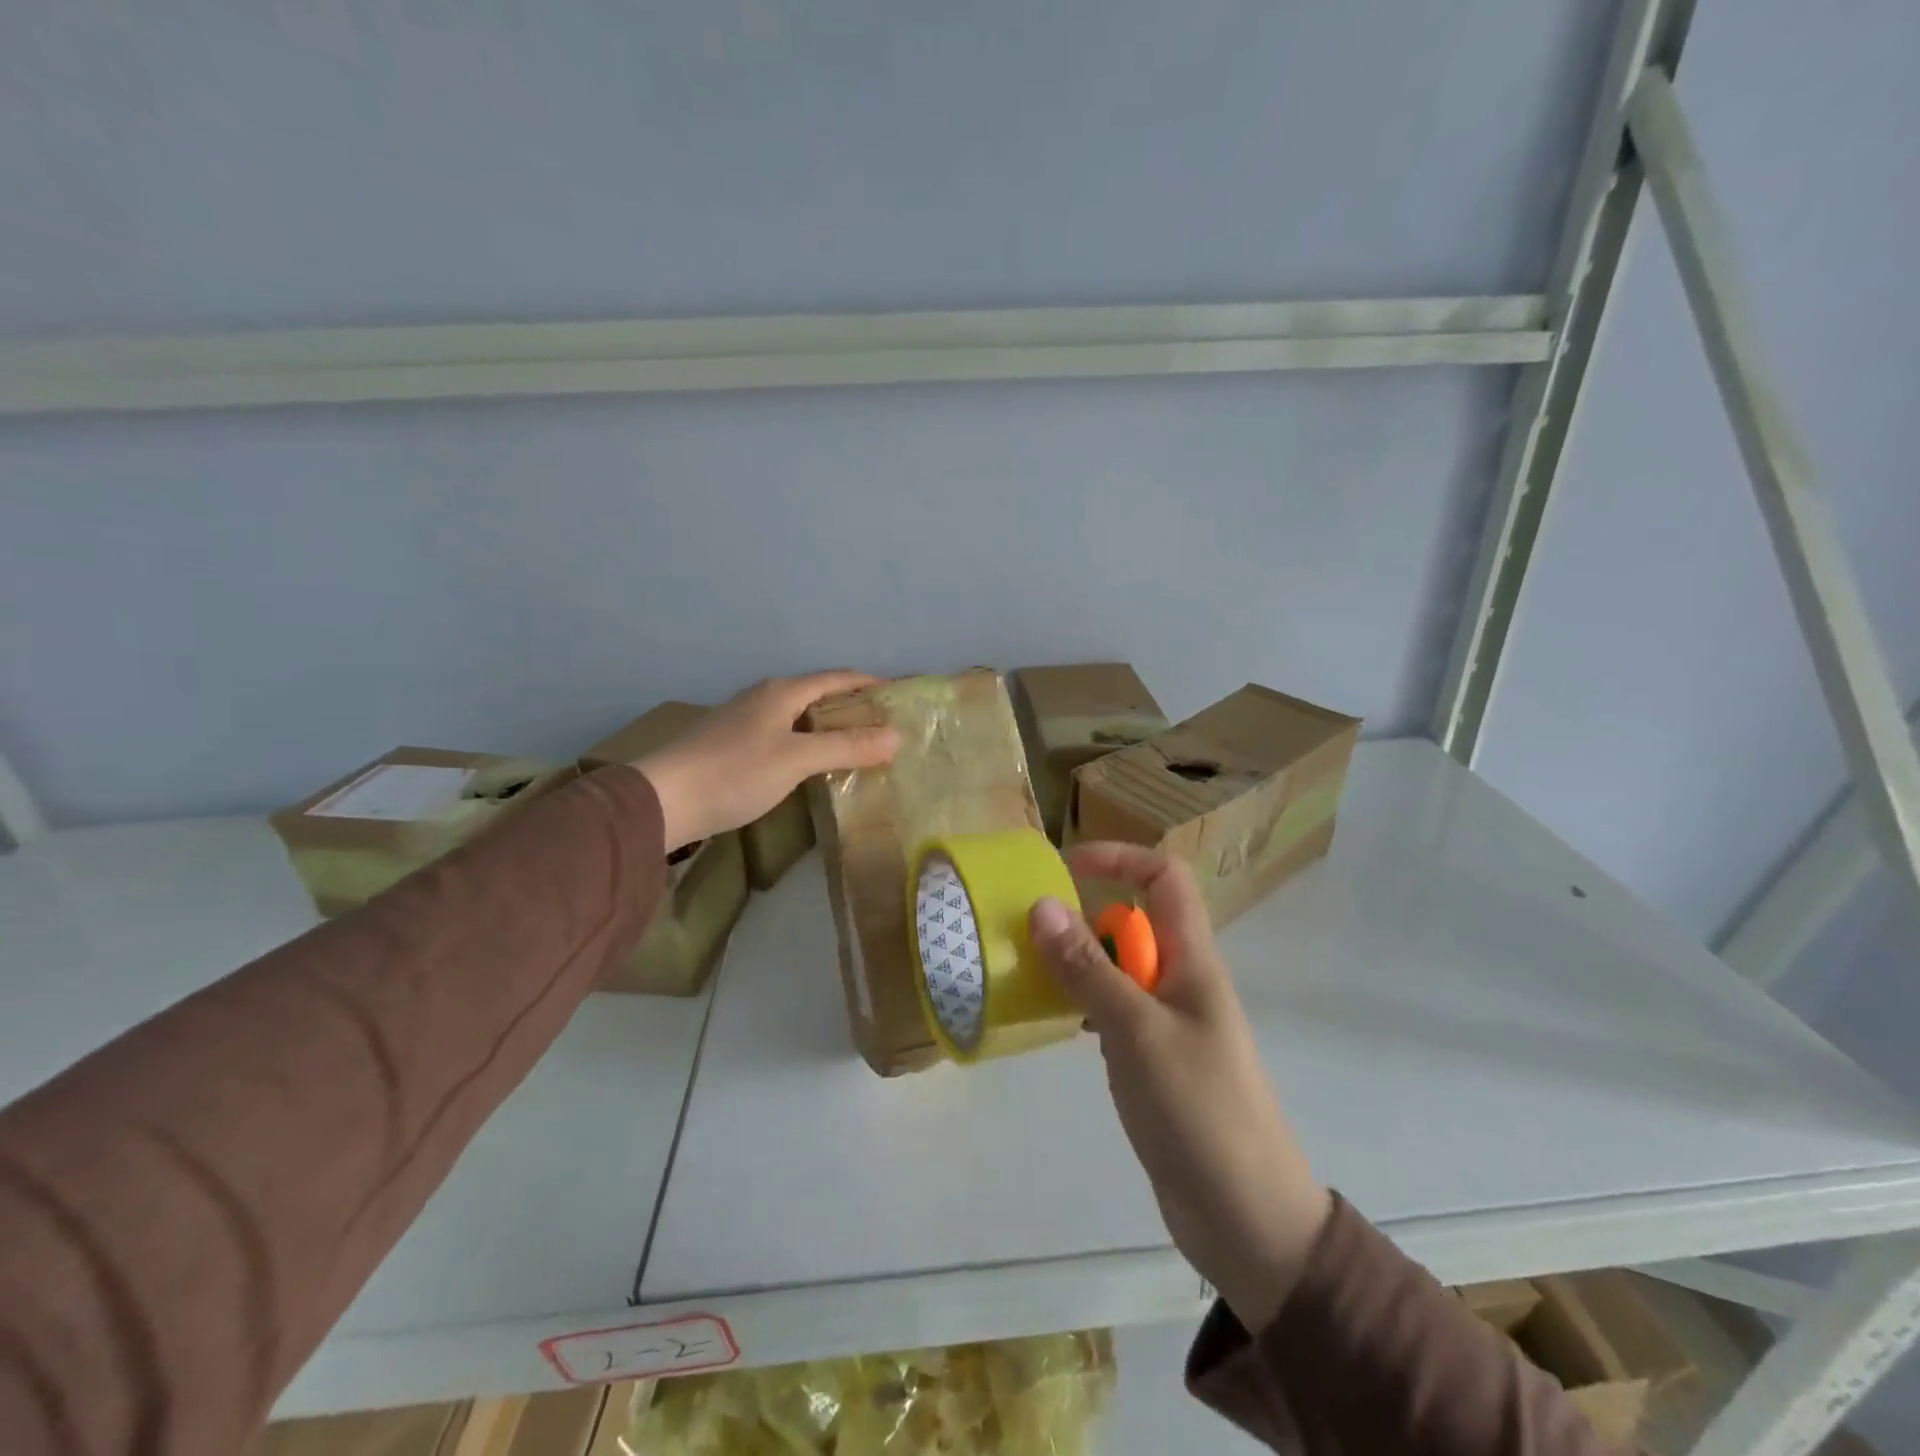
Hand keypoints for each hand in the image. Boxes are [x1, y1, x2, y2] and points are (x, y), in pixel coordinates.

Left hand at [634, 672, 899, 850]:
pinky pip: (784, 735)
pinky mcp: (732, 745)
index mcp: (782, 692)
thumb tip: (896, 736)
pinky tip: (813, 766)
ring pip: (799, 717)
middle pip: (819, 695)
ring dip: (830, 727)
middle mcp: (764, 697)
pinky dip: (808, 744)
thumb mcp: (797, 759)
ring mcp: (745, 721)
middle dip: (853, 707)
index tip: (900, 695)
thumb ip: (847, 746)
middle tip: (885, 728)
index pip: (838, 678)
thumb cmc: (735, 772)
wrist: (662, 800)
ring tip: (858, 748)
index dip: (870, 683)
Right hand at [1029, 843, 1331, 1331]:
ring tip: (1029, 980)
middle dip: (1082, 920)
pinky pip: (1113, 1012)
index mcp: (1193, 960)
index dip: (1119, 859)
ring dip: (1077, 965)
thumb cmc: (1199, 1111)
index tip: (1065, 870)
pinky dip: (1083, 1007)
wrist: (1248, 1220)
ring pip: (1118, 969)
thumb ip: (1088, 969)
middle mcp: (1182, 980)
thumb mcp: (1136, 1032)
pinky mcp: (1154, 1060)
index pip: (1164, 878)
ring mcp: (1168, 1022)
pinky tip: (1054, 1025)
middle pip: (1132, 922)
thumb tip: (1042, 905)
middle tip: (1029, 941)